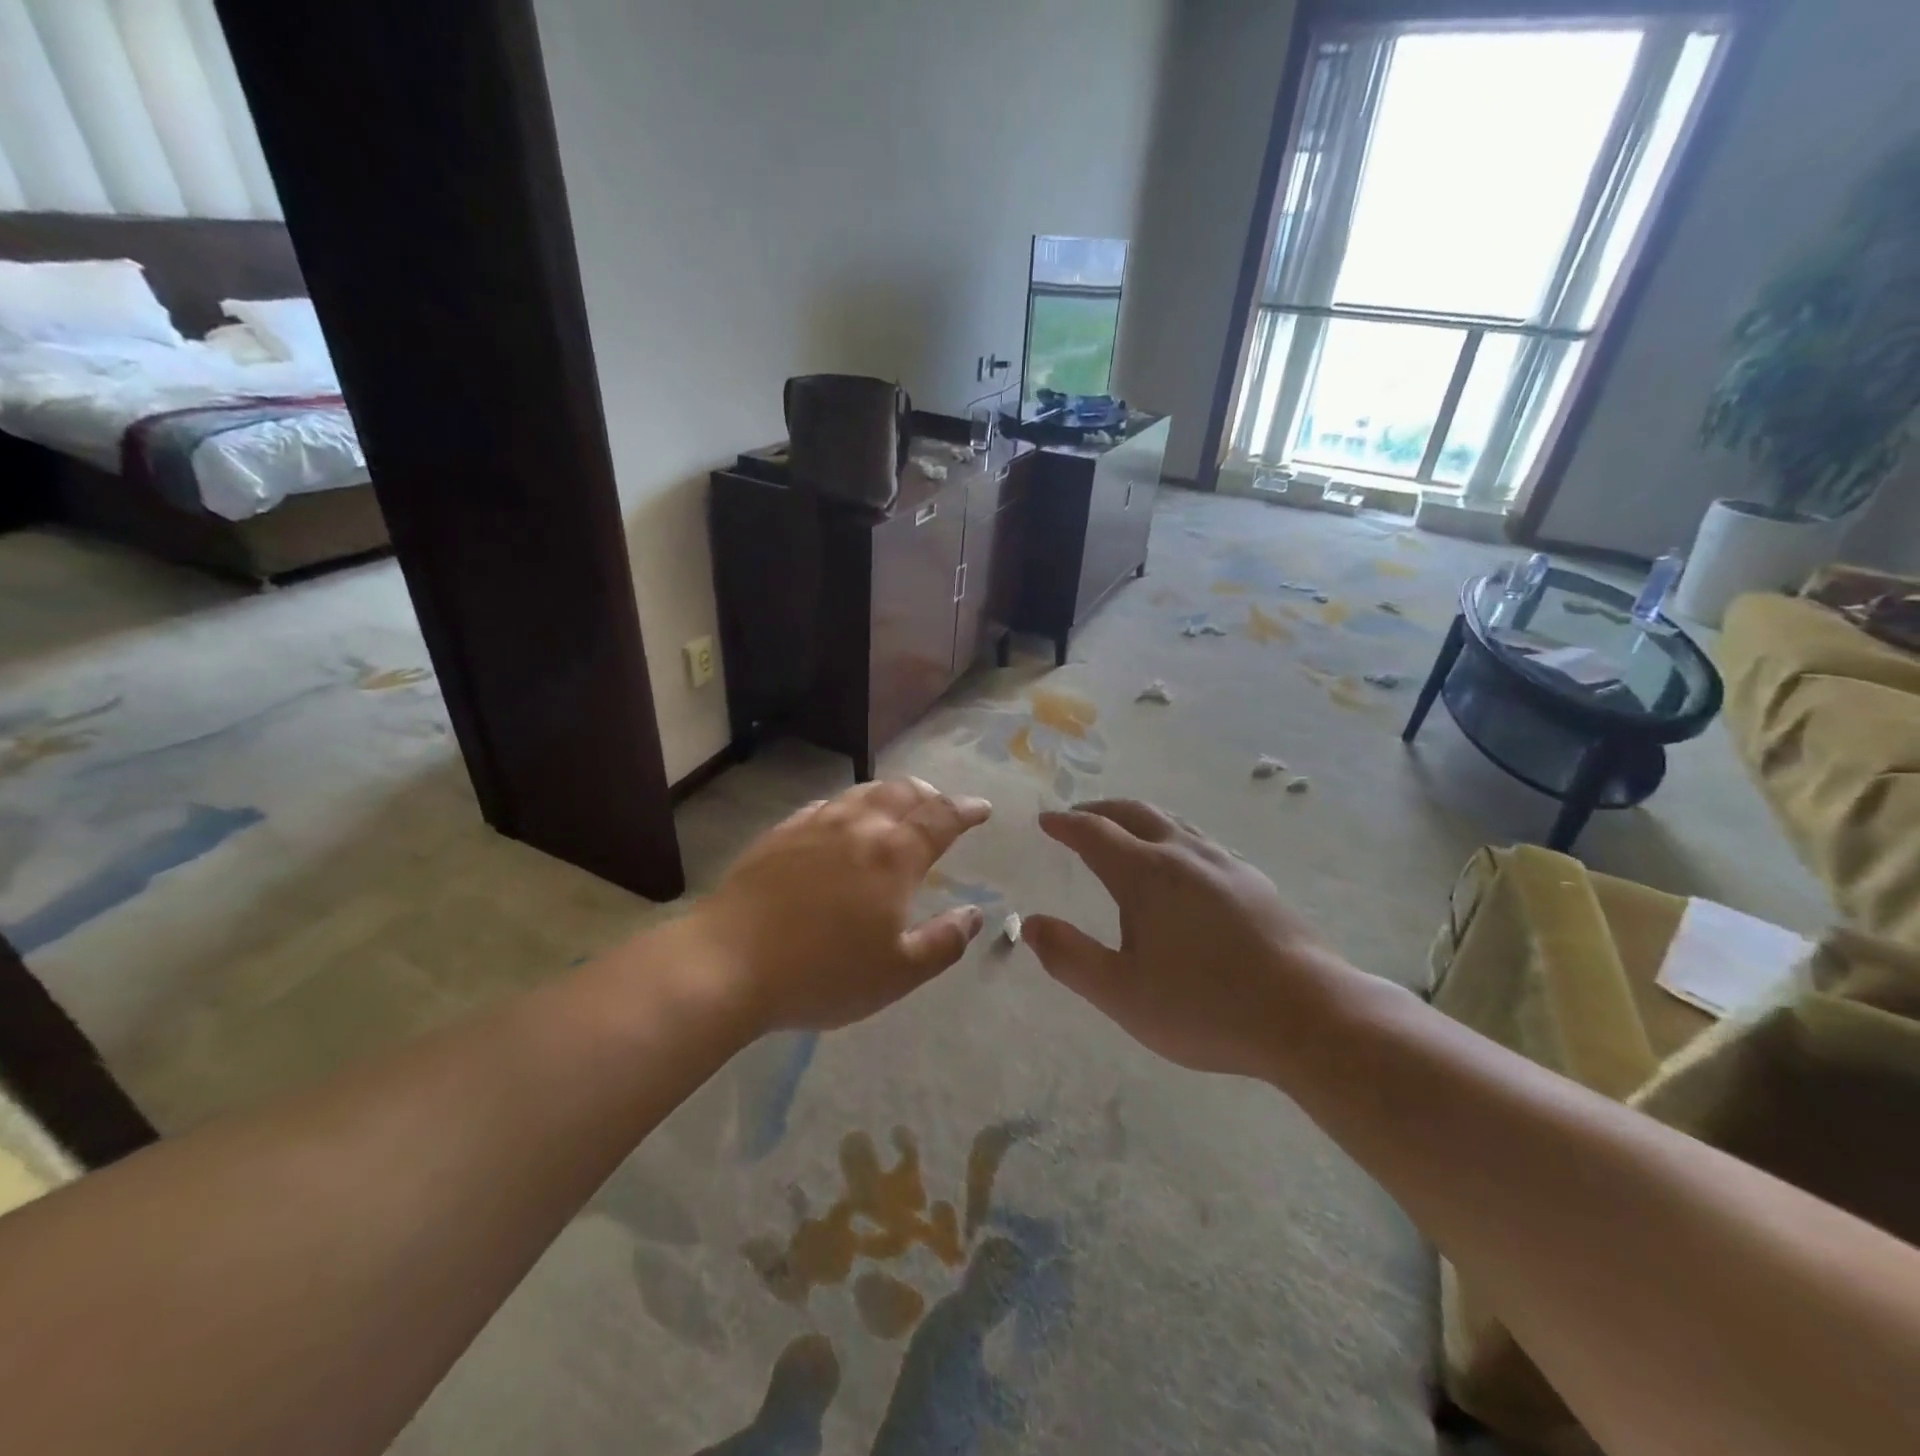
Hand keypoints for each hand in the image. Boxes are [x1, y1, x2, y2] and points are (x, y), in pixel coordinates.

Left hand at [684, 779, 991, 1033]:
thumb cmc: (822, 973)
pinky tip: (841, 819)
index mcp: (895, 856)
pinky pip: (825, 805)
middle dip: (930, 794)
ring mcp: (815, 825)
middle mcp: (859, 827)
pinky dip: (848, 805)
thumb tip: (974, 913)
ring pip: (863, 793)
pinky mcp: (780, 834)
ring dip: (890, 793)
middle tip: (941, 805)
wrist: (728, 962)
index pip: (942, 817)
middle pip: (903, 792)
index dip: (966, 809)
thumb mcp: (897, 973)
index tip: (982, 808)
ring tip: (898, 804)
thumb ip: (944, 941)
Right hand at [1025, 801, 1356, 1078]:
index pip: (1094, 833)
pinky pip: (1199, 841)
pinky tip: (1180, 866)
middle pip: (1134, 813)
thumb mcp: (1122, 994)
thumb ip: (1071, 957)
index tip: (1046, 820)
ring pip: (1171, 822)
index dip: (1065, 824)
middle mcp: (1183, 854)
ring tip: (1123, 833)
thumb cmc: (1206, 1007)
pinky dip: (1171, 837)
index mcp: (1146, 874)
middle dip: (1099, 810)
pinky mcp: (1254, 881)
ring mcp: (1224, 863)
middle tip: (1078, 817)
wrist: (1308, 1016)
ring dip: (1137, 819)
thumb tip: (1030, 923)